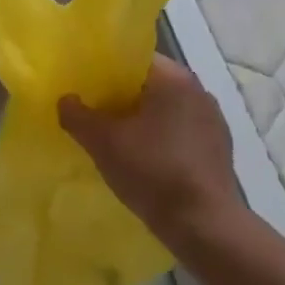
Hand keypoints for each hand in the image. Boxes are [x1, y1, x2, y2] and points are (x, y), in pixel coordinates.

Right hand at [59, 55, 239, 248]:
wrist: (203, 224)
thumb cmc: (152, 172)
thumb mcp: (104, 143)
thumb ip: (78, 116)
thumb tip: (65, 100)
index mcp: (174, 78)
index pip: (134, 60)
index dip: (106, 71)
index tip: (85, 87)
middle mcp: (198, 90)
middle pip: (150, 85)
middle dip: (122, 98)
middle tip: (94, 115)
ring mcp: (213, 120)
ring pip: (167, 110)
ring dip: (143, 121)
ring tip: (116, 141)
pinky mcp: (219, 148)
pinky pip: (181, 133)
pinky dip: (162, 140)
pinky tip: (146, 162)